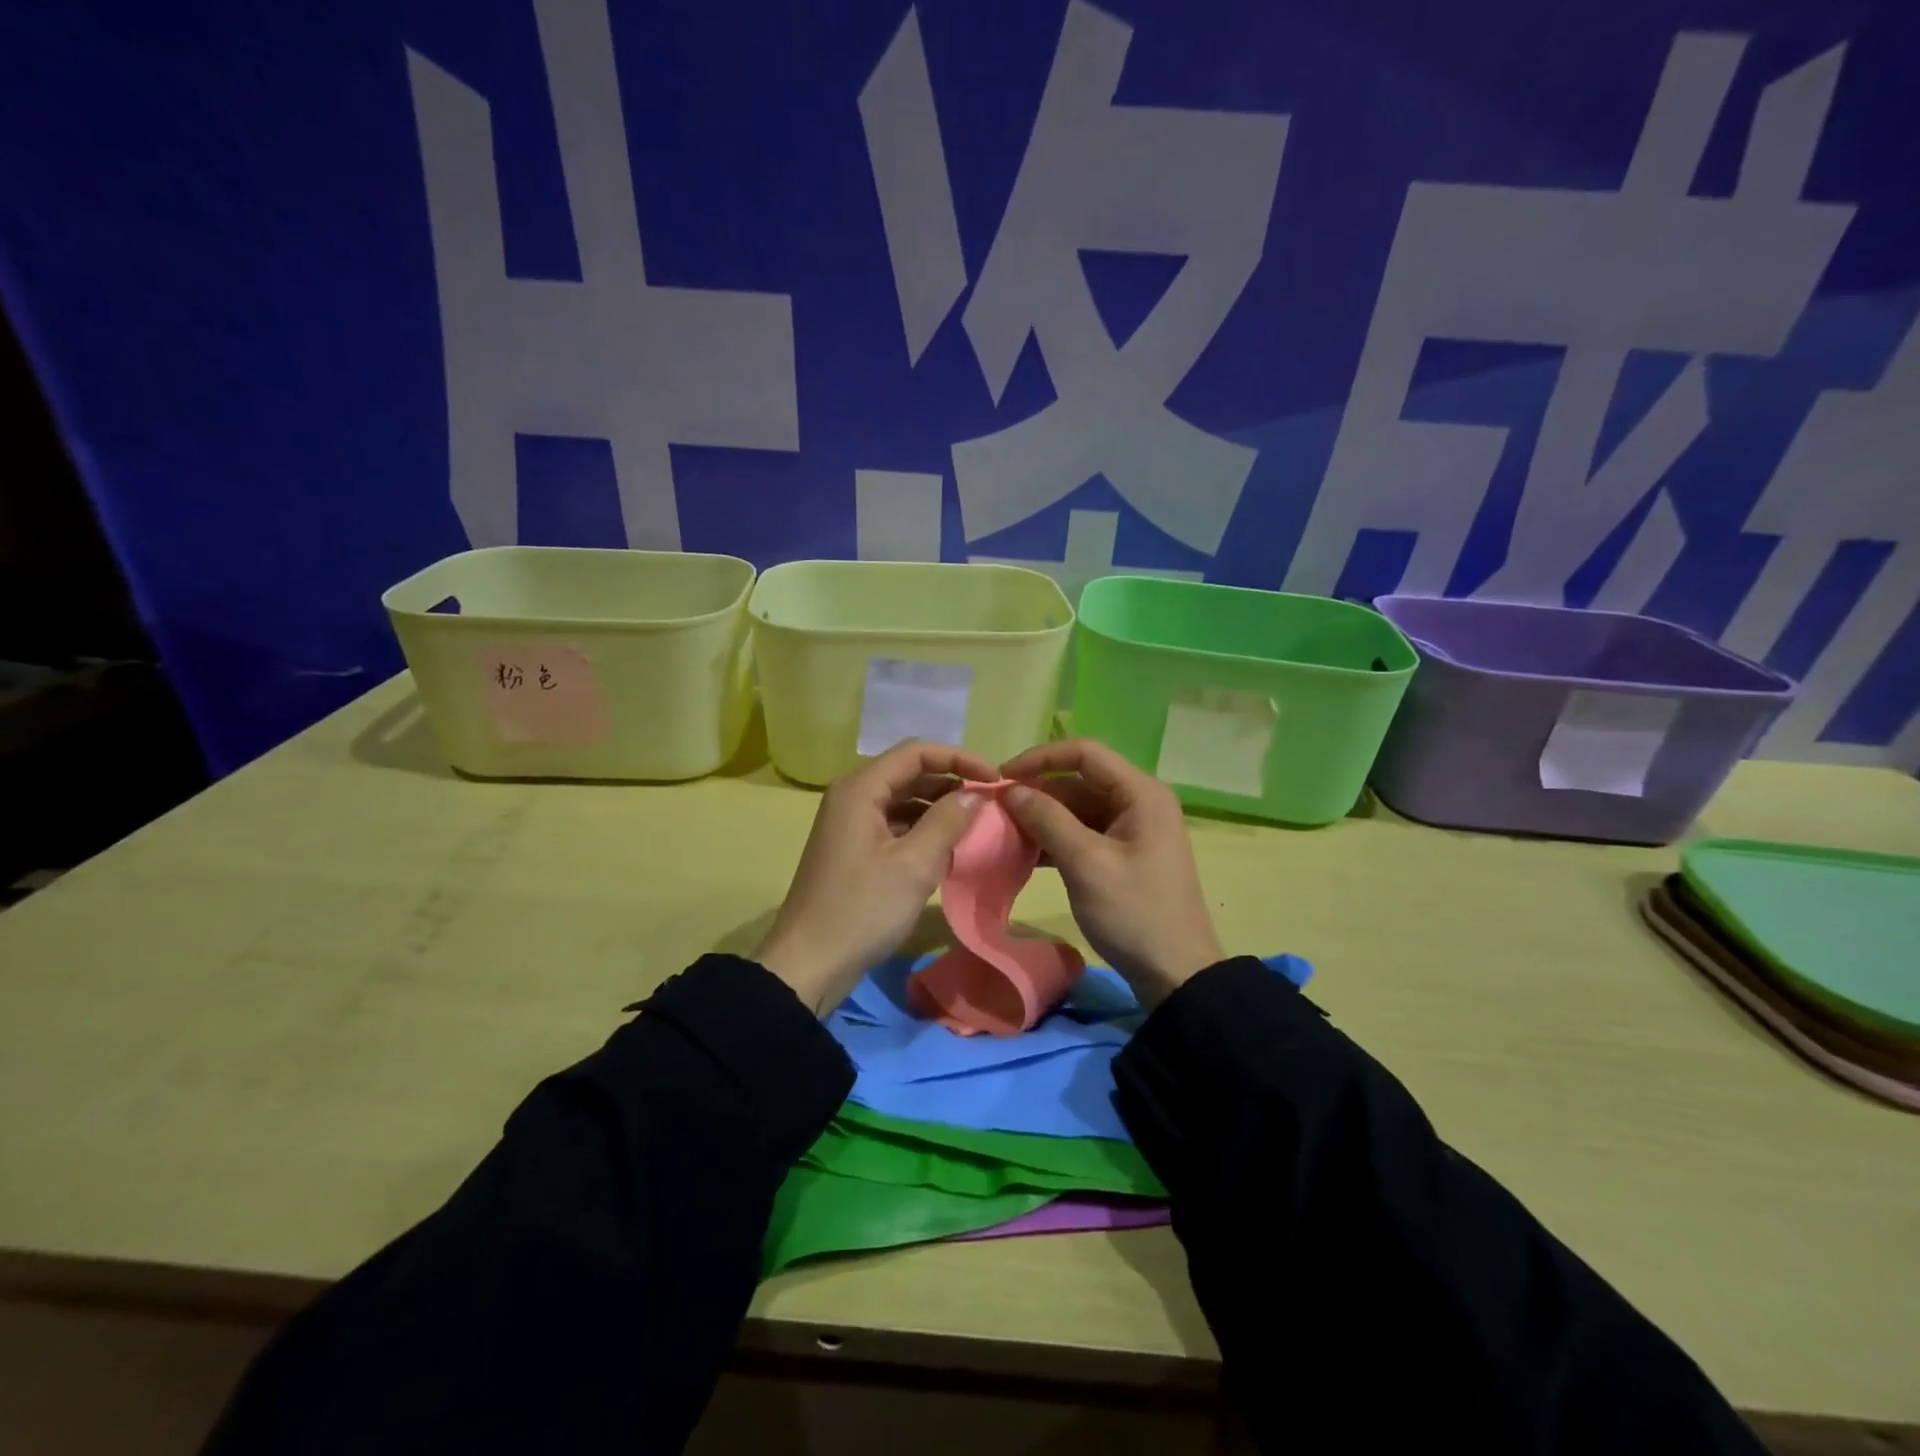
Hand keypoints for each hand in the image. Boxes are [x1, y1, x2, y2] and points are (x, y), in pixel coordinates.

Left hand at [756, 740, 995, 1013]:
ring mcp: (851, 823)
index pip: (917, 752)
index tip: (995, 780)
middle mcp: (852, 796)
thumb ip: (947, 822)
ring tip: (976, 824)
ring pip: (903, 799)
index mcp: (861, 789)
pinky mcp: (854, 848)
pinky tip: (947, 849)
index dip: (959, 758)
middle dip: (952, 782)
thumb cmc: (862, 909)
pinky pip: (895, 824)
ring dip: (939, 807)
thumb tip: (975, 794)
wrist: (808, 963)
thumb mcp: (914, 865)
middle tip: (991, 803)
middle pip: (909, 772)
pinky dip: (922, 829)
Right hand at [999, 738, 1221, 1006]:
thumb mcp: (1086, 864)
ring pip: (1077, 807)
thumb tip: (1010, 789)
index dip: (1040, 758)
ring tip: (1004, 833)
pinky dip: (1055, 839)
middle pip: (1079, 780)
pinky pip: (1083, 832)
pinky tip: (1025, 854)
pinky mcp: (1123, 853)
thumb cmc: (1134, 912)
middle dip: (1037, 792)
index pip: (1084, 753)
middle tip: (995, 811)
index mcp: (1140, 792)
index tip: (1001, 778)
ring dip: (1042, 817)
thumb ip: (1047, 820)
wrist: (1176, 973)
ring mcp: (1132, 828)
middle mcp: (1138, 801)